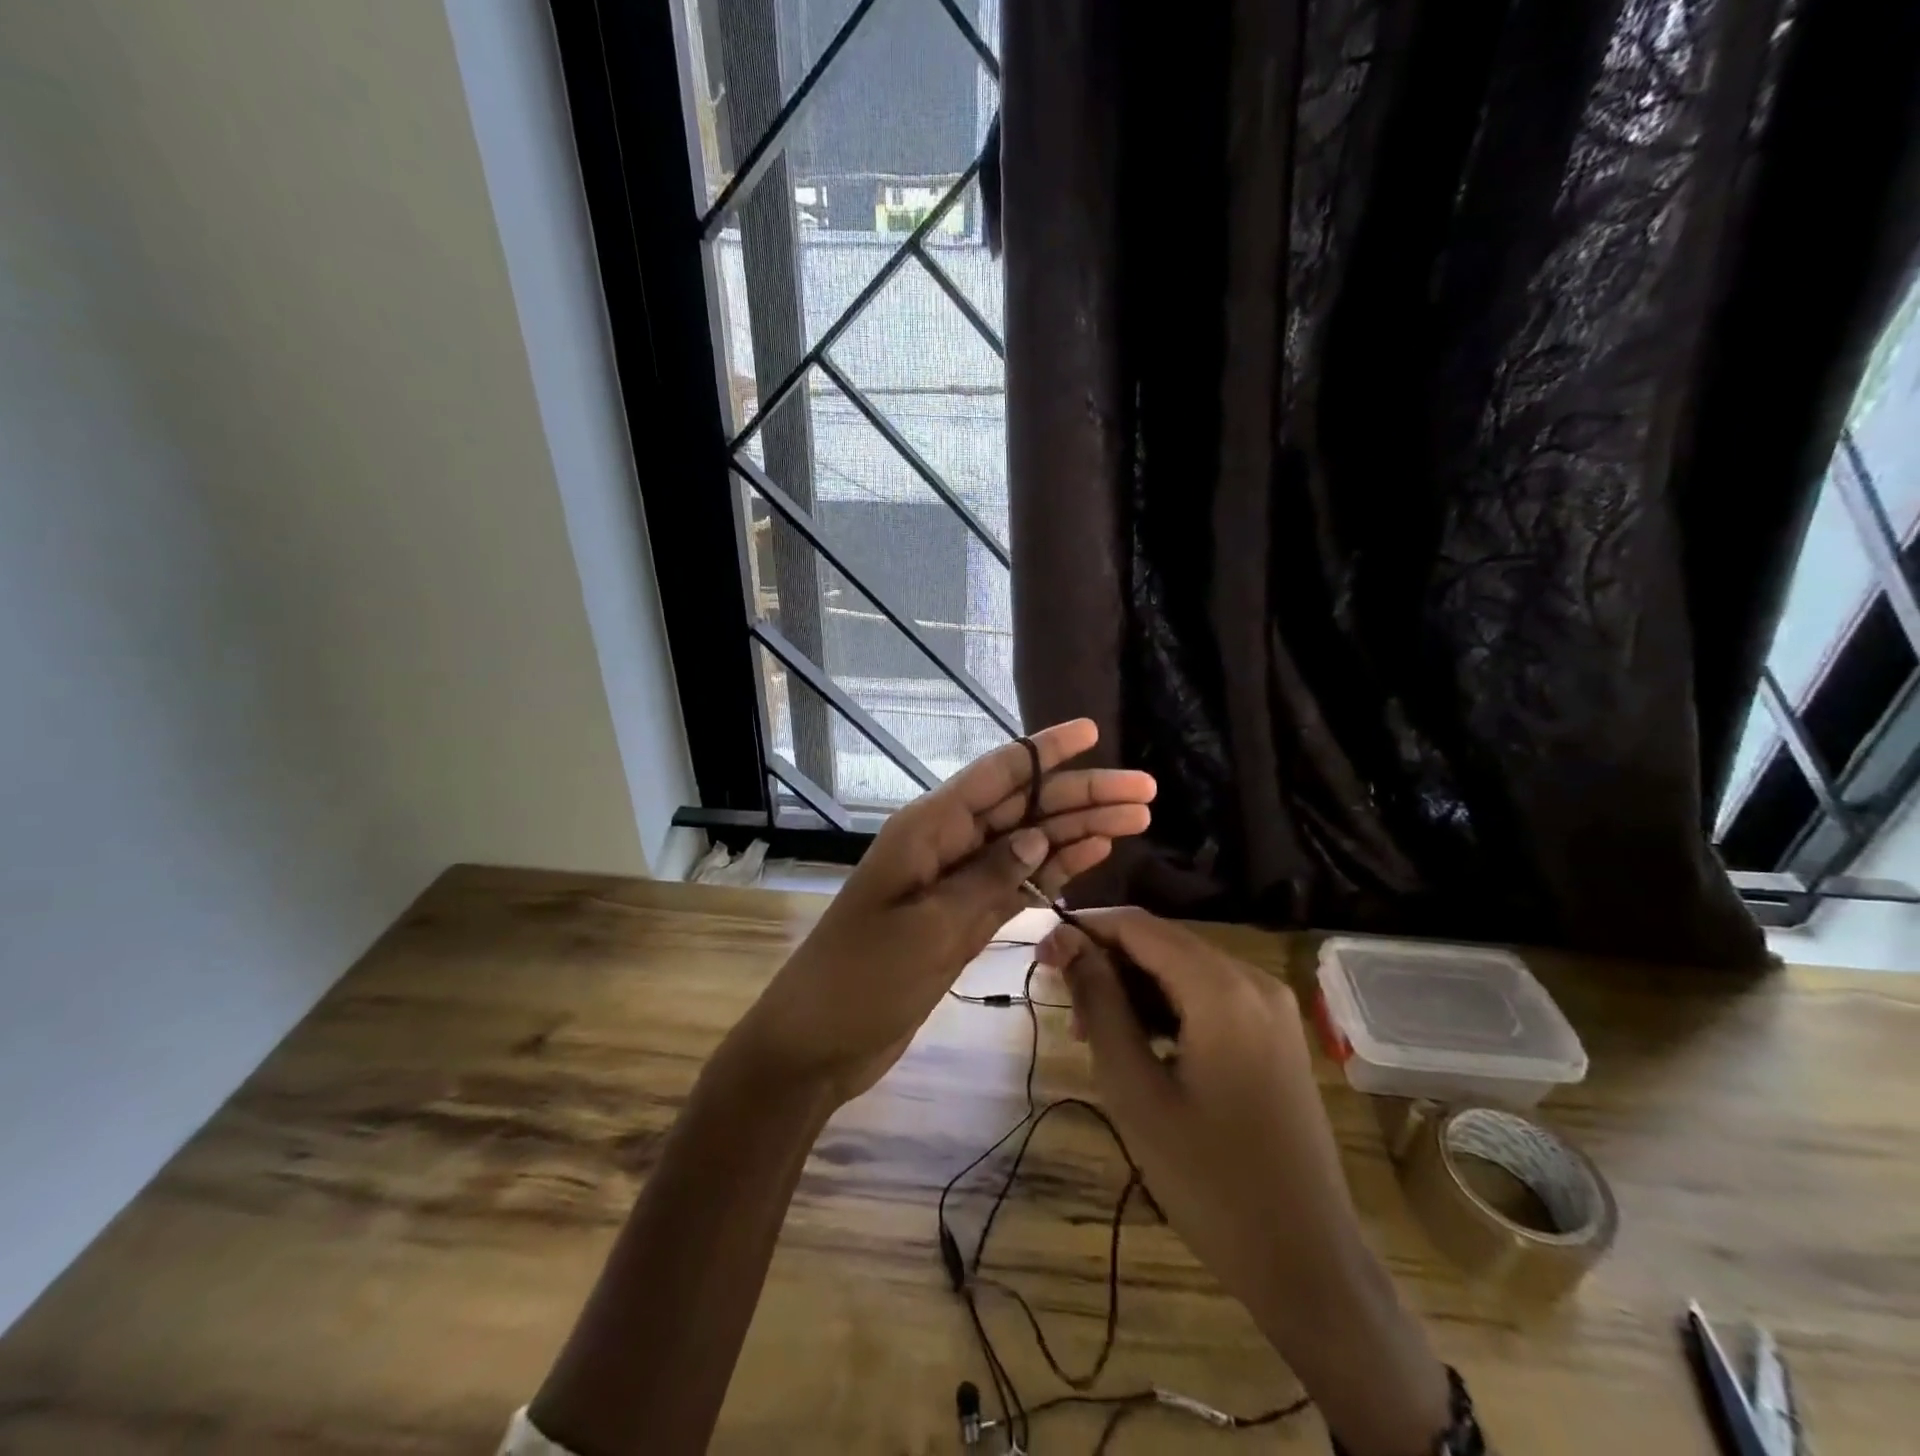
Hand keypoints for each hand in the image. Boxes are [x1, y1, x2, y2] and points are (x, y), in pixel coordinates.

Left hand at [733, 720, 1154, 1105]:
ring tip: (1137, 819)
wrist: (818, 1043)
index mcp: (928, 829)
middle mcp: (947, 844)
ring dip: (1078, 830)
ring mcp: (957, 882)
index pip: (996, 774)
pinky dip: (1054, 869)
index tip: (1091, 731)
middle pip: (1023, 807)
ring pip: (1027, 843)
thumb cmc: (861, 979)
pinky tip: (1094, 855)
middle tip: (1145, 790)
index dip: (1045, 751)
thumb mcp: (927, 928)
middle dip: (1081, 795)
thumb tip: (1036, 836)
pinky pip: (1017, 884)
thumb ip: (985, 879)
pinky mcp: (965, 918)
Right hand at [1040, 910, 1451, 1455]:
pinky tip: (1140, 1041)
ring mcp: (1272, 1005)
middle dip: (1107, 959)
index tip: (1041, 955)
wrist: (1307, 1261)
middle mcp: (1253, 980)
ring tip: (1092, 1031)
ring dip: (1134, 985)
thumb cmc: (1210, 1181)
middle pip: (1163, 942)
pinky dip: (1168, 1004)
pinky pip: (1210, 994)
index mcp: (1222, 989)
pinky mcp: (1276, 1031)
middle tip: (1062, 1000)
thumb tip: (1066, 943)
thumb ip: (1100, 1004)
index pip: (1138, 926)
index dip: (1085, 929)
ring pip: (1184, 967)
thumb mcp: (1136, 1091)